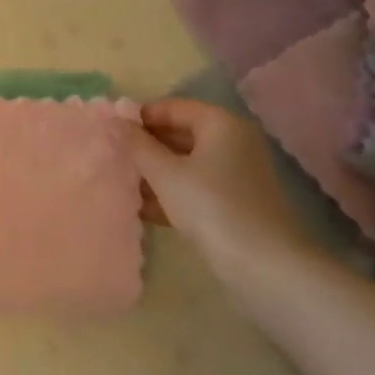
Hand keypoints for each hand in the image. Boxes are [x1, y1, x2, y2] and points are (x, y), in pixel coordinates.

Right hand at [123, 97, 307, 282]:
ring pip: (185, 163)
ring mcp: (235, 174)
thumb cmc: (211, 206)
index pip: (171, 107)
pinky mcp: (234, 203)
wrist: (264, 267)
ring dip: (154, 172)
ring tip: (121, 183)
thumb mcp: (165, 173)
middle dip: (145, 146)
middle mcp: (232, 142)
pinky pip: (195, 187)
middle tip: (112, 158)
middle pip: (179, 134)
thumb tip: (116, 122)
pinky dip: (171, 193)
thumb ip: (137, 144)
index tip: (110, 132)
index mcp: (220, 124)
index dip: (139, 117)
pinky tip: (142, 208)